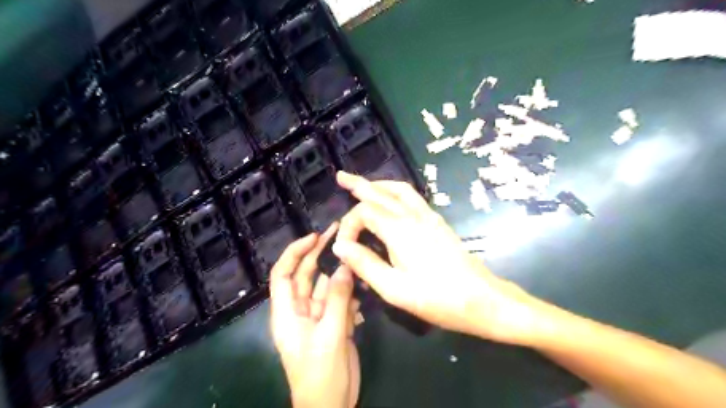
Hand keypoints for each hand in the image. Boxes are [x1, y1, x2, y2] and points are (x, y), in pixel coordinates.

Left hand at [270, 225, 359, 407]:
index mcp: (287, 312)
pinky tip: (363, 290)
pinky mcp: (334, 322)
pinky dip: (351, 294)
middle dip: (320, 254)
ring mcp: (318, 316)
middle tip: (339, 233)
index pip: (282, 274)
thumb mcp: (330, 335)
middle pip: (306, 275)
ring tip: (358, 258)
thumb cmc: (321, 374)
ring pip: (328, 286)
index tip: (315, 236)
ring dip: (341, 274)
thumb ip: (338, 300)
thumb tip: (345, 266)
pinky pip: (341, 300)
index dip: (295, 252)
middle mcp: (300, 310)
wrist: (331, 406)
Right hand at [335, 170, 544, 345]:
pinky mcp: (437, 222)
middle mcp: (413, 216)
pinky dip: (395, 191)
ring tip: (364, 185)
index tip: (343, 248)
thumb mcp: (393, 289)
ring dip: (379, 185)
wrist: (481, 298)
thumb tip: (340, 247)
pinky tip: (392, 200)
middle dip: (359, 184)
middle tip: (341, 177)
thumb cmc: (436, 298)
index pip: (364, 213)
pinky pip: (412, 197)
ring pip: (399, 190)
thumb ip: (365, 264)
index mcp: (399, 230)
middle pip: (381, 193)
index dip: (348, 226)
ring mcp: (428, 217)